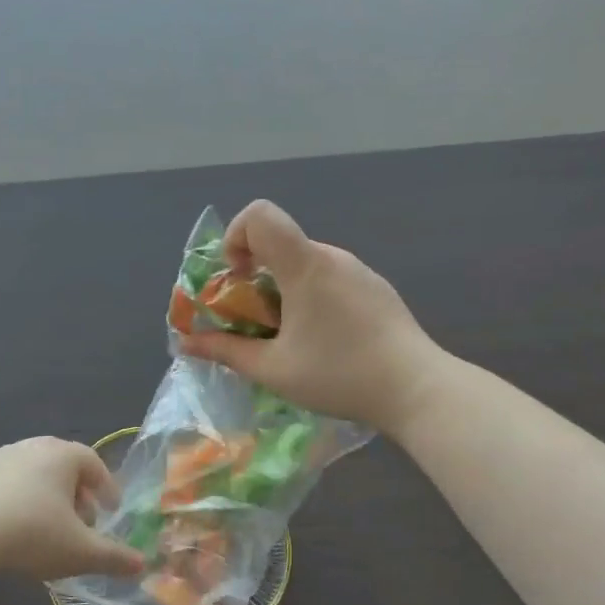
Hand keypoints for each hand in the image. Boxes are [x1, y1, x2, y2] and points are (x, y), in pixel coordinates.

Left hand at [0, 438, 145, 581]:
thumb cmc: (32, 534)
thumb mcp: (80, 551)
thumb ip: (113, 557)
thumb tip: (142, 564)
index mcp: (62, 455)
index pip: (93, 463)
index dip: (106, 486)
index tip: (110, 510)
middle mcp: (32, 447)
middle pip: (62, 465)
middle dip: (76, 492)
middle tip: (82, 521)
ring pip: (33, 473)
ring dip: (46, 496)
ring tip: (48, 527)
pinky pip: (5, 484)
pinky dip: (17, 500)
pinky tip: (13, 528)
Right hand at [176, 201, 442, 432]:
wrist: (418, 389)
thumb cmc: (340, 375)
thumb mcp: (273, 369)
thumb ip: (225, 351)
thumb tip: (185, 343)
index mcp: (305, 265)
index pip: (259, 214)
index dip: (235, 237)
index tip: (237, 279)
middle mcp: (332, 256)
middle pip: (279, 243)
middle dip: (254, 276)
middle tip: (254, 323)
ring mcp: (358, 270)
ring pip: (304, 264)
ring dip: (282, 290)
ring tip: (289, 338)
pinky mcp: (376, 288)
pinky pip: (330, 278)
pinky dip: (311, 296)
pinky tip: (324, 340)